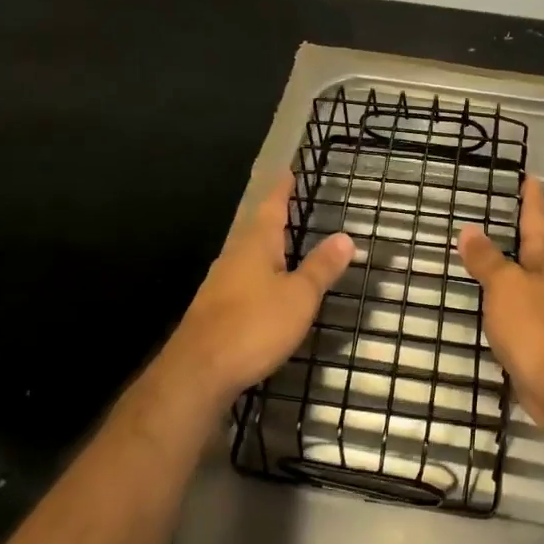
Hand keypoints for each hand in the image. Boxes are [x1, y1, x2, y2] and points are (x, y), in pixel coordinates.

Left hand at [159, 172, 354, 404]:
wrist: (198, 372)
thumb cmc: (253, 325)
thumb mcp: (299, 297)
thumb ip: (321, 267)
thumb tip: (345, 237)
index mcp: (255, 244)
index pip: (271, 206)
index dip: (281, 190)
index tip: (287, 172)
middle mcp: (234, 256)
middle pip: (254, 227)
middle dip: (272, 215)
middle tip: (289, 204)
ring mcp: (220, 282)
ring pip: (246, 253)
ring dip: (264, 245)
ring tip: (281, 241)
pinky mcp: (214, 308)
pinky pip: (241, 278)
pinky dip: (258, 272)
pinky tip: (265, 286)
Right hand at [457, 176, 543, 419]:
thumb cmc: (536, 327)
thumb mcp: (504, 286)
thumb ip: (486, 259)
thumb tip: (470, 229)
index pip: (536, 218)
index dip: (531, 197)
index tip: (530, 177)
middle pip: (534, 247)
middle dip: (519, 230)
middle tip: (500, 212)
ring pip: (525, 278)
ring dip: (509, 266)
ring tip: (486, 253)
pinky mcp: (541, 337)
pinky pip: (518, 307)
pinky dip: (503, 299)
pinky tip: (489, 302)